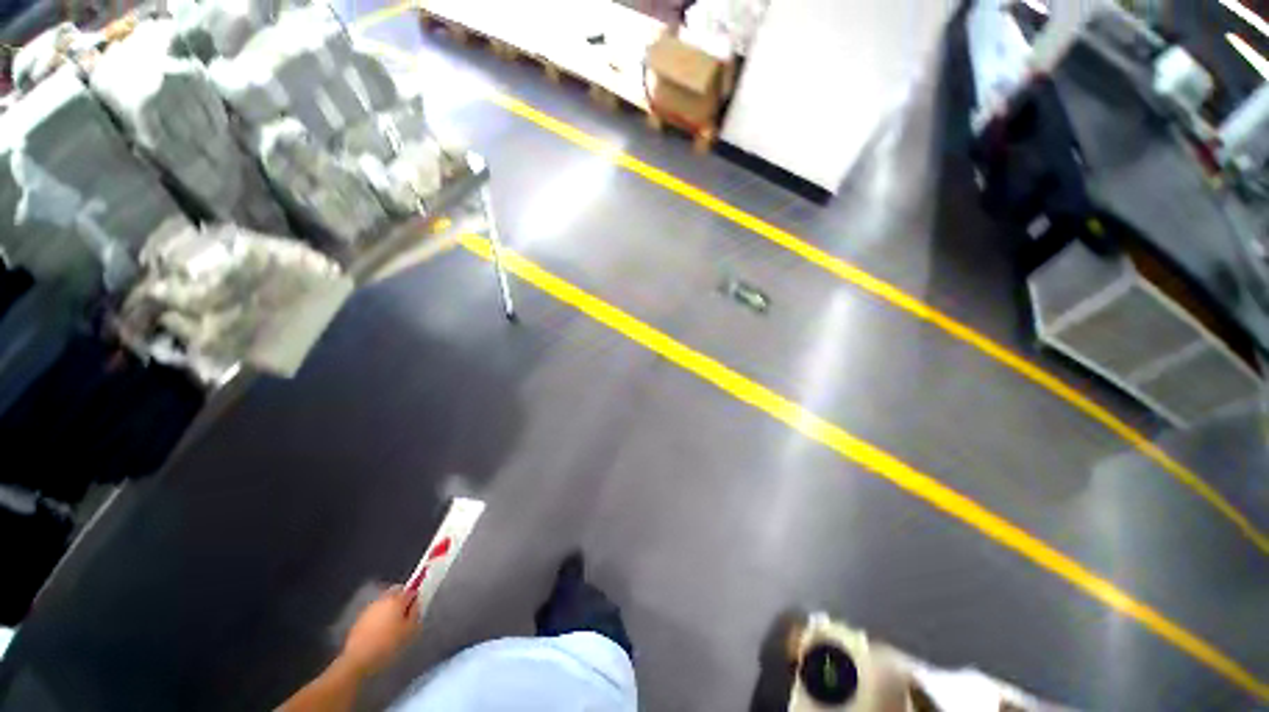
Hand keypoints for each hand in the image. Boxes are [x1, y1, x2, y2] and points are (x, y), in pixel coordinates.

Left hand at [339, 586, 420, 675]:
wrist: (358, 659)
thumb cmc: (388, 644)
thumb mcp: (410, 630)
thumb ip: (416, 613)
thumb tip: (416, 604)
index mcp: (397, 599)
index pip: (412, 589)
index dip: (416, 598)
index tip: (416, 610)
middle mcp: (383, 598)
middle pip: (396, 592)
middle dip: (402, 599)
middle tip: (405, 616)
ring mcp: (369, 608)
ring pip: (385, 602)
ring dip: (390, 608)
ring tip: (392, 626)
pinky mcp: (360, 618)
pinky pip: (375, 612)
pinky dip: (379, 617)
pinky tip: (380, 632)